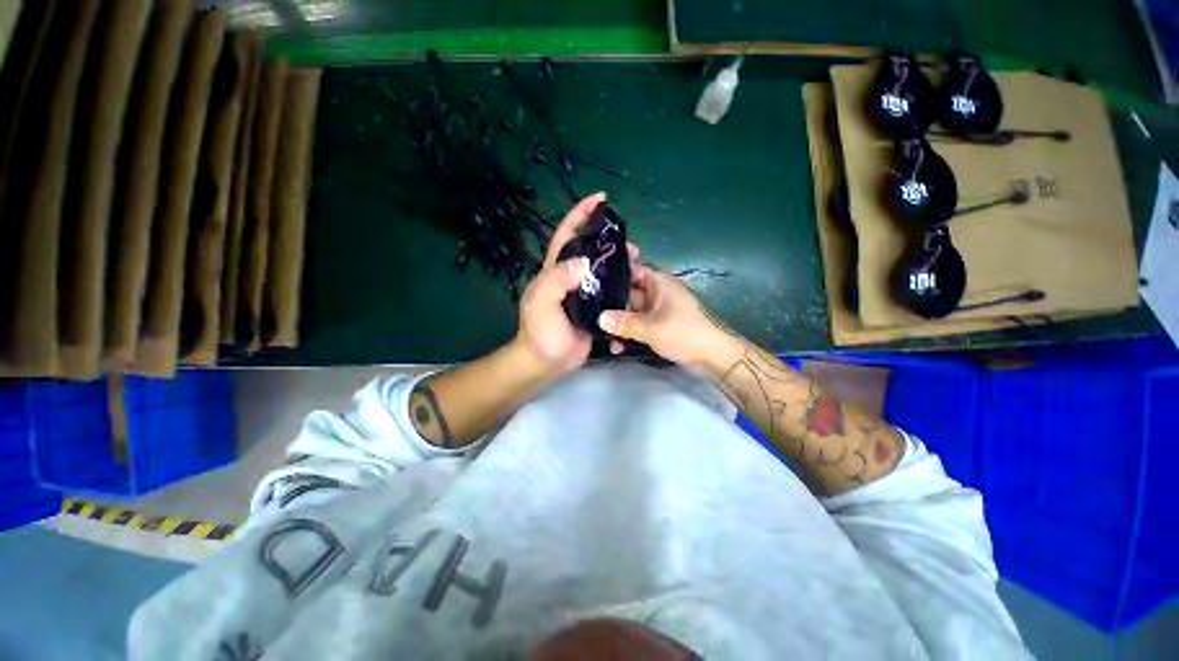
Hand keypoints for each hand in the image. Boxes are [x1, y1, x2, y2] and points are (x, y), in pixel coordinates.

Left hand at [514, 192, 638, 373]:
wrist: (547, 362)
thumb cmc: (541, 332)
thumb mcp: (542, 304)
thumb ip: (557, 280)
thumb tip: (584, 261)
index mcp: (554, 271)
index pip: (567, 235)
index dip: (581, 215)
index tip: (600, 199)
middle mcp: (569, 277)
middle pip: (590, 249)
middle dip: (608, 240)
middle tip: (630, 243)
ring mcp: (583, 292)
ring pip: (603, 269)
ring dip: (619, 261)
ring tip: (637, 261)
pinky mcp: (595, 307)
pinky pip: (611, 289)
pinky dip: (623, 282)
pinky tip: (636, 282)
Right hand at [598, 265, 734, 370]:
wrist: (713, 355)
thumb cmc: (684, 332)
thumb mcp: (651, 328)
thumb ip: (623, 323)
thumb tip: (599, 319)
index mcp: (659, 282)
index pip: (631, 270)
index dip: (612, 274)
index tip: (591, 283)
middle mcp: (657, 291)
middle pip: (628, 293)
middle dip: (612, 306)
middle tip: (591, 316)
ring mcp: (658, 309)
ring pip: (632, 311)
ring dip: (619, 323)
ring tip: (604, 337)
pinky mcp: (660, 324)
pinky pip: (639, 324)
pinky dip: (630, 332)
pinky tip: (617, 346)